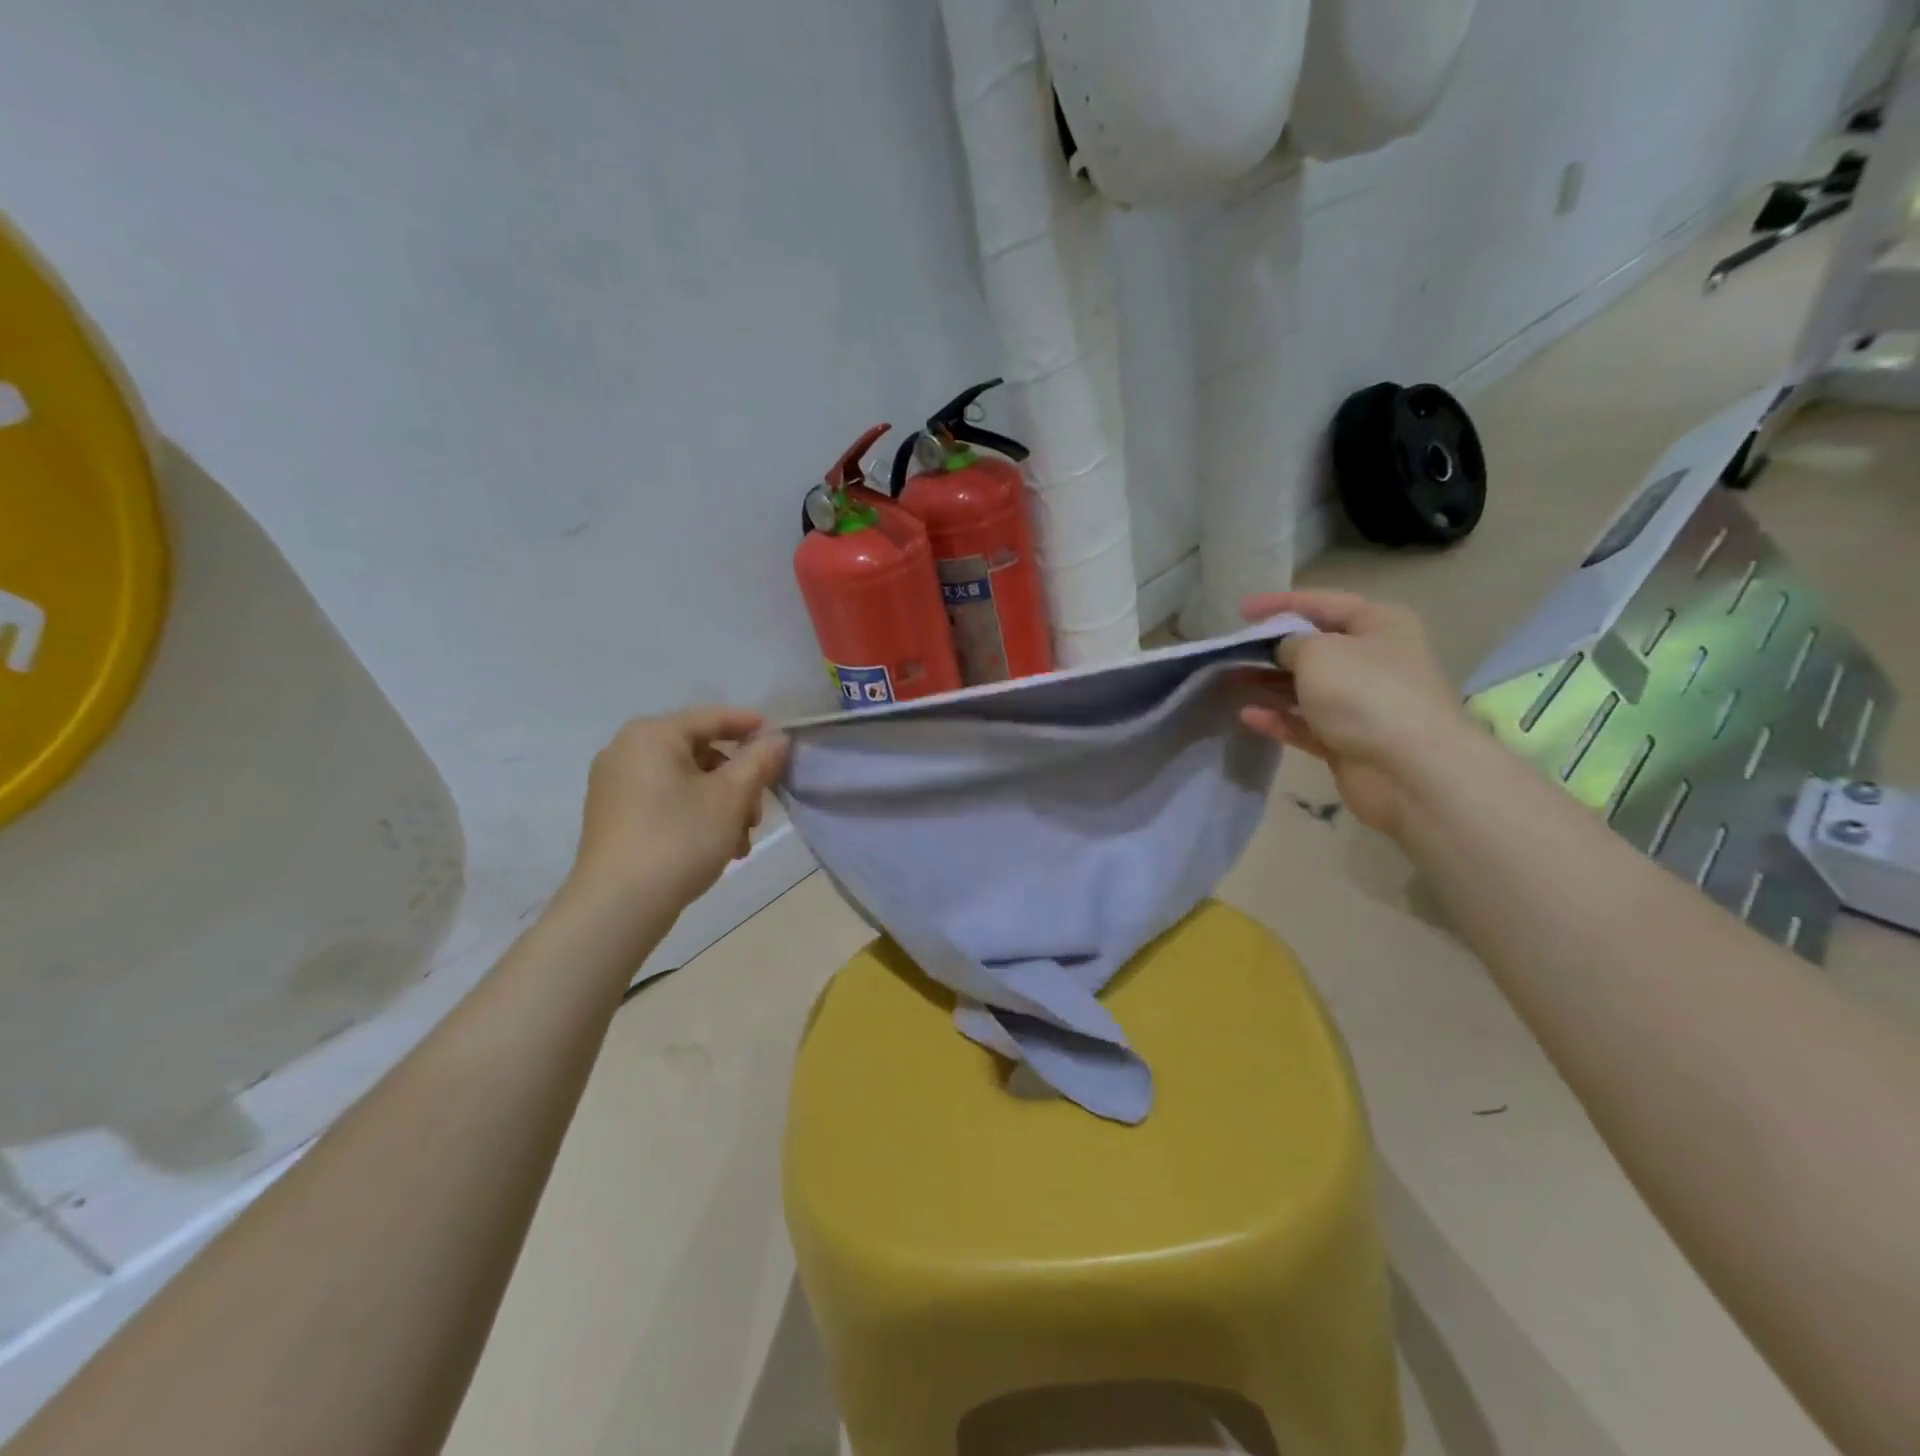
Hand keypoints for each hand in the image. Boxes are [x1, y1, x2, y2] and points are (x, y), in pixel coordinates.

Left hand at [565, 707, 789, 918]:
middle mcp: (627, 751)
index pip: (712, 717)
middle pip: (701, 753)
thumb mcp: (731, 797)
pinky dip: (695, 816)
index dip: (751, 726)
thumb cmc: (679, 839)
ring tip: (740, 843)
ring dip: (722, 806)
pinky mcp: (614, 817)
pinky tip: (716, 849)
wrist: (618, 907)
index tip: (782, 741)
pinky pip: (666, 802)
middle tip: (758, 814)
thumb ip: (759, 761)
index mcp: (652, 735)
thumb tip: (777, 739)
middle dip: (738, 783)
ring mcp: (615, 785)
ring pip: (686, 782)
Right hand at [1240, 590, 1471, 838]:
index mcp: (1378, 624)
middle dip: (1271, 648)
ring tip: (1230, 680)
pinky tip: (1247, 716)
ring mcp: (1362, 703)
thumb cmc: (1364, 693)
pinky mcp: (1348, 740)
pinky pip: (1305, 723)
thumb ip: (1290, 643)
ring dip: (1269, 684)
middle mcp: (1373, 659)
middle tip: (1232, 650)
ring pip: (1306, 687)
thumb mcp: (1318, 652)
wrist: (1410, 769)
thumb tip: (1285, 651)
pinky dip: (1278, 718)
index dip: (1279, 604)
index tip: (1240, 611)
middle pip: (1314, 647)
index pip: (1322, 602)